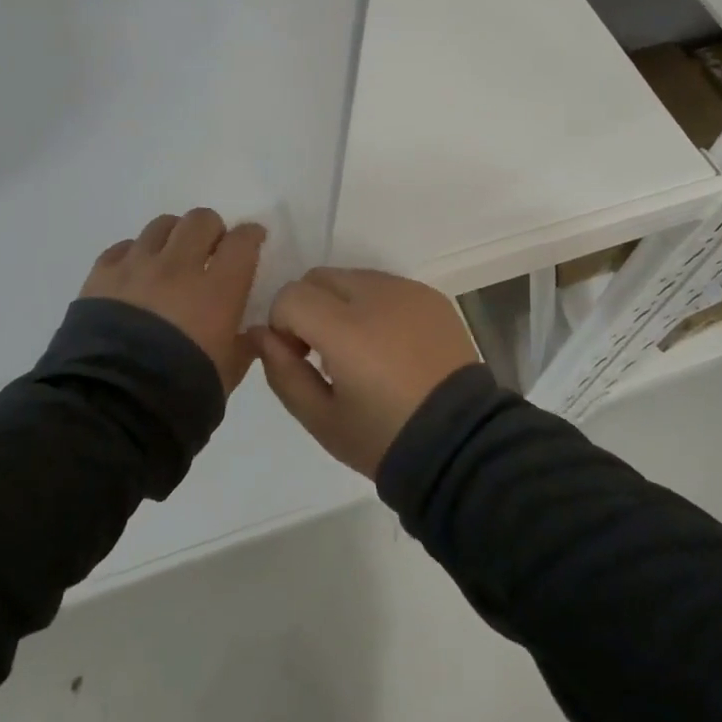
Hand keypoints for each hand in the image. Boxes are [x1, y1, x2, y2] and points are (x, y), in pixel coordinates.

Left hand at [82, 209, 263, 394]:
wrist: (110, 411)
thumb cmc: (180, 397)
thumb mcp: (226, 376)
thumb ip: (242, 347)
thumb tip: (251, 332)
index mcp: (217, 290)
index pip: (241, 242)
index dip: (250, 236)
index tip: (253, 240)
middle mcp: (178, 266)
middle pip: (200, 220)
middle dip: (211, 231)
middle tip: (210, 251)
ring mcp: (136, 267)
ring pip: (161, 225)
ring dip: (173, 237)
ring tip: (170, 260)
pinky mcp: (101, 276)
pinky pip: (123, 247)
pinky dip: (135, 255)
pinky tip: (135, 276)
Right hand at [252, 268, 478, 477]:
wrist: (462, 445)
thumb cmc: (384, 438)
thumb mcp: (321, 419)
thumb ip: (281, 371)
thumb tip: (260, 333)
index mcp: (345, 328)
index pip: (291, 295)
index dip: (283, 325)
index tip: (300, 358)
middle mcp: (376, 295)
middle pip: (319, 277)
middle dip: (309, 307)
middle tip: (325, 354)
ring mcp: (408, 291)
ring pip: (352, 277)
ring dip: (342, 304)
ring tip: (362, 351)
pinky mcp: (431, 295)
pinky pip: (386, 286)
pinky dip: (376, 306)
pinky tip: (392, 347)